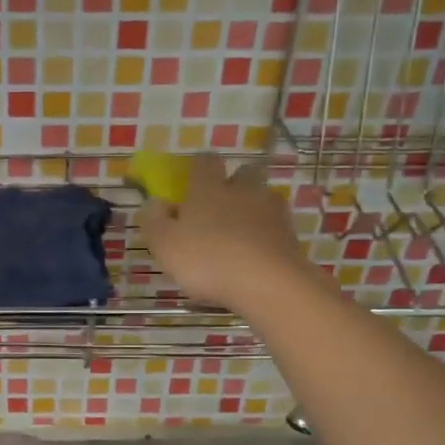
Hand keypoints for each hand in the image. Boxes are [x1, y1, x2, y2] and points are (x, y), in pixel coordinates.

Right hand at [139, 154, 311, 310]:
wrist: (268, 283)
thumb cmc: (207, 260)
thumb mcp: (164, 244)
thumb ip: (153, 221)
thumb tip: (154, 203)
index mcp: (208, 188)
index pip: (205, 161)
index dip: (197, 167)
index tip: (190, 181)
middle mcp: (243, 190)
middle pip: (243, 173)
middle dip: (233, 184)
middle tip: (218, 208)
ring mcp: (271, 211)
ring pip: (262, 199)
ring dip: (252, 211)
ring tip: (239, 237)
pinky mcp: (290, 235)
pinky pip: (275, 228)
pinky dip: (265, 236)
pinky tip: (255, 256)